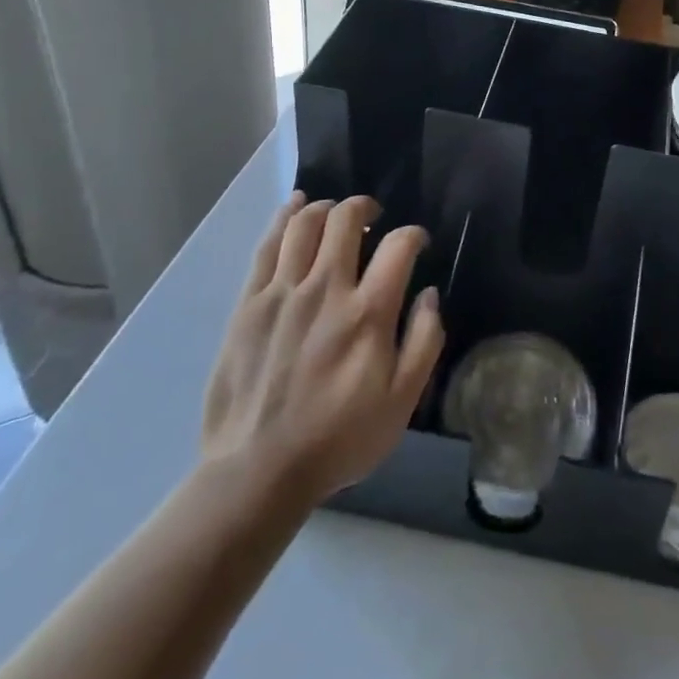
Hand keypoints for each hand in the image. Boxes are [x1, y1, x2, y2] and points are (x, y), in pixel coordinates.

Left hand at [200, 194, 443, 503]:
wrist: (257, 472)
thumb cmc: (338, 439)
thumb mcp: (401, 403)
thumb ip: (424, 342)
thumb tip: (429, 294)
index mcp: (368, 313)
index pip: (399, 246)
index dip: (413, 234)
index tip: (416, 243)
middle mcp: (326, 289)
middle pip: (347, 219)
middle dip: (365, 207)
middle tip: (373, 218)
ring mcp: (283, 293)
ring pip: (305, 224)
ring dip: (326, 207)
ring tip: (336, 213)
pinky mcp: (249, 303)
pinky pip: (268, 245)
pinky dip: (285, 217)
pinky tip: (295, 206)